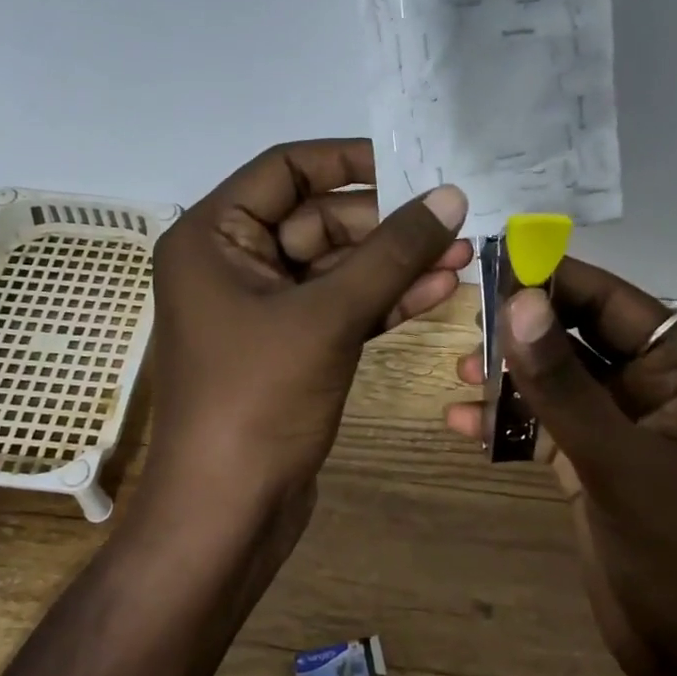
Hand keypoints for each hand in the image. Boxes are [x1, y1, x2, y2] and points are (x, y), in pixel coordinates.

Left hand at [146, 139, 469, 542]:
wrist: (227, 515)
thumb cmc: (258, 401)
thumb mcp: (329, 317)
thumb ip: (393, 253)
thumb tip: (451, 196)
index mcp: (213, 237)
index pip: (285, 169)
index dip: (349, 160)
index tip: (413, 165)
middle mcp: (231, 263)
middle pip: (318, 219)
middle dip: (386, 224)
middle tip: (453, 221)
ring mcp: (262, 308)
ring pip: (336, 267)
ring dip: (395, 262)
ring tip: (463, 254)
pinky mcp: (289, 347)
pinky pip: (340, 307)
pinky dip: (383, 299)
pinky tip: (438, 289)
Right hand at [444, 258, 676, 675]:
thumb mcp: (617, 464)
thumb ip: (564, 385)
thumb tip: (520, 302)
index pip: (615, 304)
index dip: (558, 279)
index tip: (496, 262)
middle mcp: (659, 392)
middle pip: (583, 338)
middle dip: (527, 330)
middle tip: (466, 317)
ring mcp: (627, 431)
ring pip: (561, 383)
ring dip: (513, 377)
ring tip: (459, 371)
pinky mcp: (599, 467)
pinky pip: (550, 427)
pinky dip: (511, 423)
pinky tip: (463, 423)